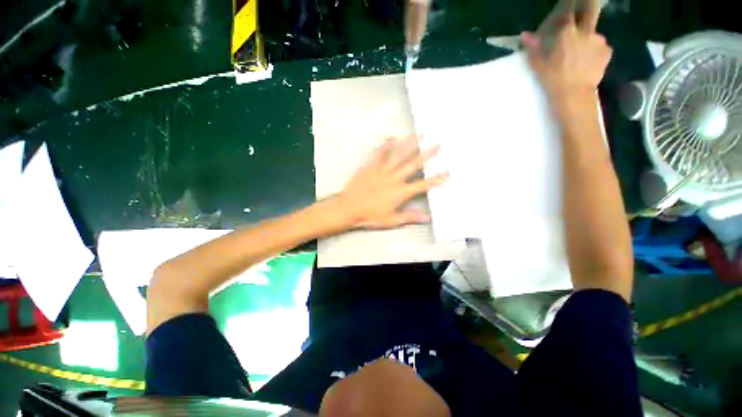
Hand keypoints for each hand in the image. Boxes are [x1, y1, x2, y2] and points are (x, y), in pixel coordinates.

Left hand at [337, 136, 448, 228]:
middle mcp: (394, 178)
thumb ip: (410, 217)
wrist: (348, 209)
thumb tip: (427, 217)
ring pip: (399, 155)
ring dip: (410, 143)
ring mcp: (382, 170)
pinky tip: (393, 137)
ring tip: (420, 134)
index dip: (436, 179)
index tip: (448, 172)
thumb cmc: (370, 216)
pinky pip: (379, 153)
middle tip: (438, 144)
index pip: (423, 184)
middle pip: (414, 164)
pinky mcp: (370, 166)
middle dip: (427, 154)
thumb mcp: (391, 220)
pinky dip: (386, 145)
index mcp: (401, 192)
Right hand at [521, 11, 611, 111]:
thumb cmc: (555, 77)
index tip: (567, 16)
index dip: (568, 12)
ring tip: (587, 47)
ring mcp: (598, 46)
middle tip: (579, 30)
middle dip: (584, 21)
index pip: (569, 12)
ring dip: (593, 39)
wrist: (575, 98)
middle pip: (587, 19)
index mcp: (567, 29)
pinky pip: (605, 50)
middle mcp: (584, 32)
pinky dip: (602, 51)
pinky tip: (596, 57)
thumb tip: (525, 35)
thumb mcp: (538, 61)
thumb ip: (533, 45)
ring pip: (597, 36)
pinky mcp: (606, 59)